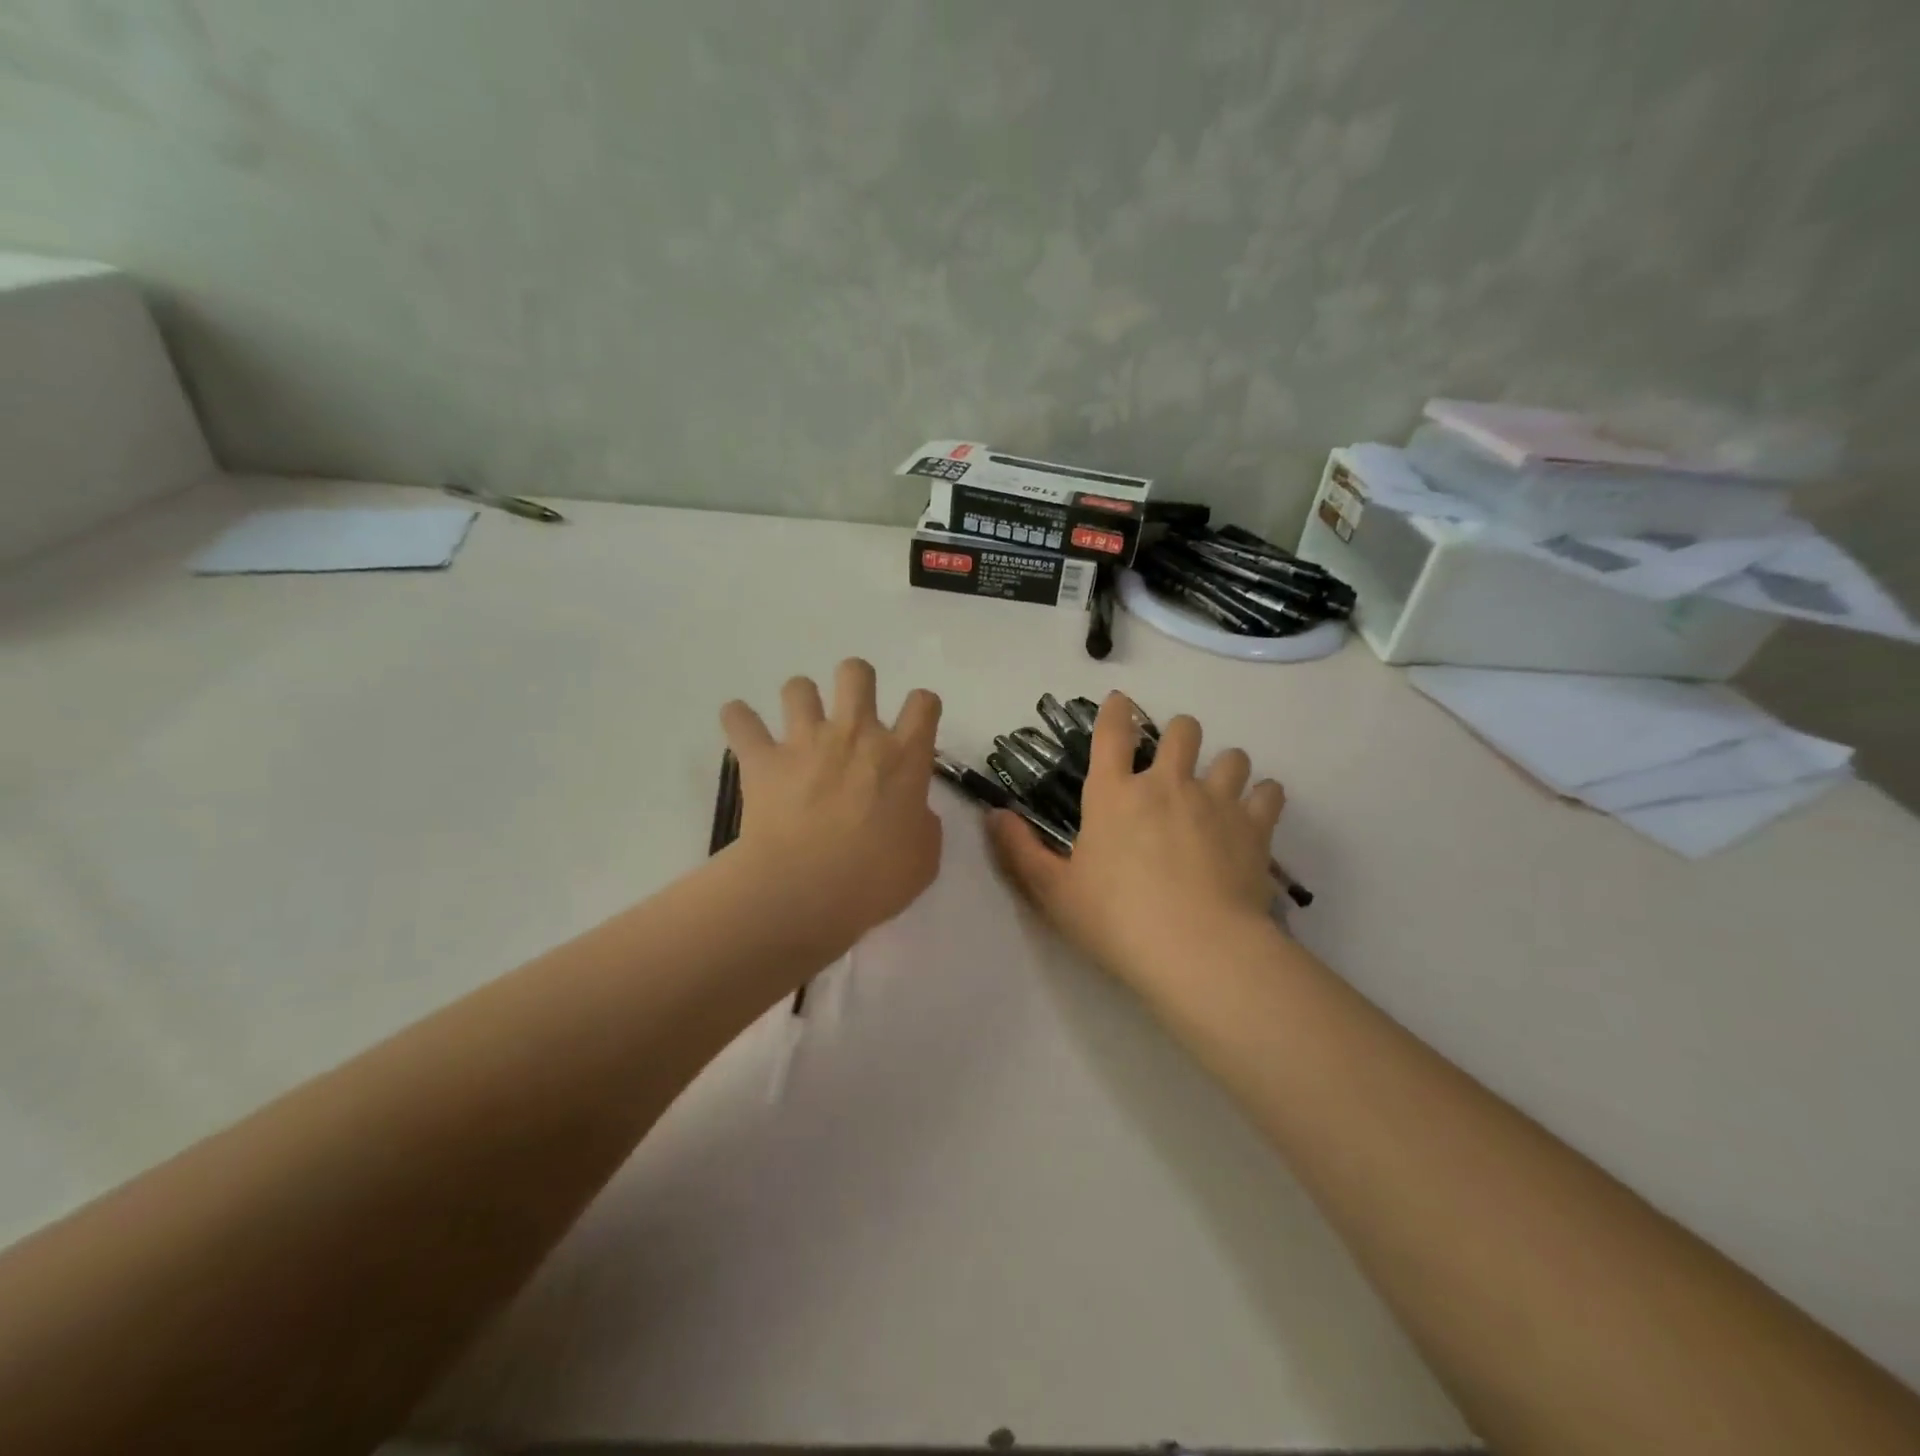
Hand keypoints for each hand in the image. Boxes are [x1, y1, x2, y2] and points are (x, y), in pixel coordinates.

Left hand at [720, 659, 942, 953]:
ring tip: (798, 723)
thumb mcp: (924, 859)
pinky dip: (739, 719)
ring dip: (800, 699)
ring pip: (799, 687)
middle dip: (856, 680)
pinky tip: (740, 724)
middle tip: (852, 710)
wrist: (805, 889)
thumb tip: (915, 813)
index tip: (915, 723)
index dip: (922, 707)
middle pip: (856, 673)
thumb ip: (923, 825)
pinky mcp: (763, 759)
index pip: (923, 704)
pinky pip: (740, 721)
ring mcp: (806, 742)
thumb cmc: (874, 878)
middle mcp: (856, 735)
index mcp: (902, 757)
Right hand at [987, 693, 1285, 989]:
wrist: (1197, 949)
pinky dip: (1262, 798)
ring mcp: (1216, 801)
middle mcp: (1166, 784)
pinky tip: (1256, 812)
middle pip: (1181, 730)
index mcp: (1114, 794)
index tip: (1120, 700)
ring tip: (1219, 786)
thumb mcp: (1053, 892)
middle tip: (1173, 757)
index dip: (1115, 710)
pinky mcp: (1254, 828)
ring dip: (1224, 765)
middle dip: (1178, 734)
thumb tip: (994, 815)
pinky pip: (1268, 793)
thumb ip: (1020, 851)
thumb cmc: (1116, 920)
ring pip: (1231, 757)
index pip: (1112, 733)